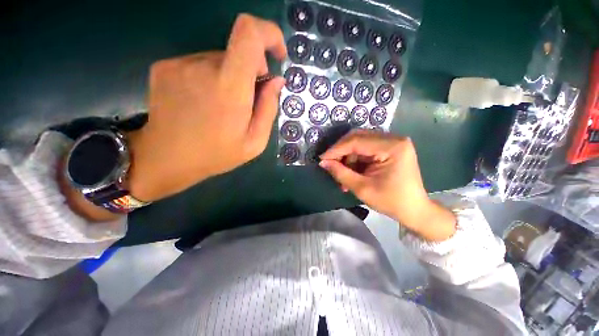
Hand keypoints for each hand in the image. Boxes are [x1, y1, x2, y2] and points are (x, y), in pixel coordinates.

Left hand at [127, 14, 286, 201]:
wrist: (165, 159)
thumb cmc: (216, 155)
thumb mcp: (255, 142)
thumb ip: (269, 108)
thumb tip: (276, 80)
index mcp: (230, 88)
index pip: (249, 33)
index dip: (268, 33)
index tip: (277, 53)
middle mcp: (203, 67)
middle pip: (238, 51)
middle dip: (251, 71)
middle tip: (248, 101)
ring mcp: (180, 64)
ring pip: (219, 59)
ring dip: (230, 77)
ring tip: (223, 107)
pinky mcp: (165, 66)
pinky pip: (200, 64)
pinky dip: (211, 78)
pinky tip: (204, 102)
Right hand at [319, 130, 455, 240]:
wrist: (414, 210)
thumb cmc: (391, 201)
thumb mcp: (362, 188)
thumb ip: (340, 173)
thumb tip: (323, 162)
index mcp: (392, 146)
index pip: (356, 142)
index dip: (336, 150)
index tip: (321, 159)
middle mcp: (394, 138)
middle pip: (357, 138)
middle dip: (340, 151)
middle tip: (329, 164)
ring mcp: (392, 142)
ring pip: (359, 142)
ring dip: (347, 157)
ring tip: (341, 174)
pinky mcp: (390, 148)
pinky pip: (365, 148)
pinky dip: (354, 159)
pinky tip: (350, 172)